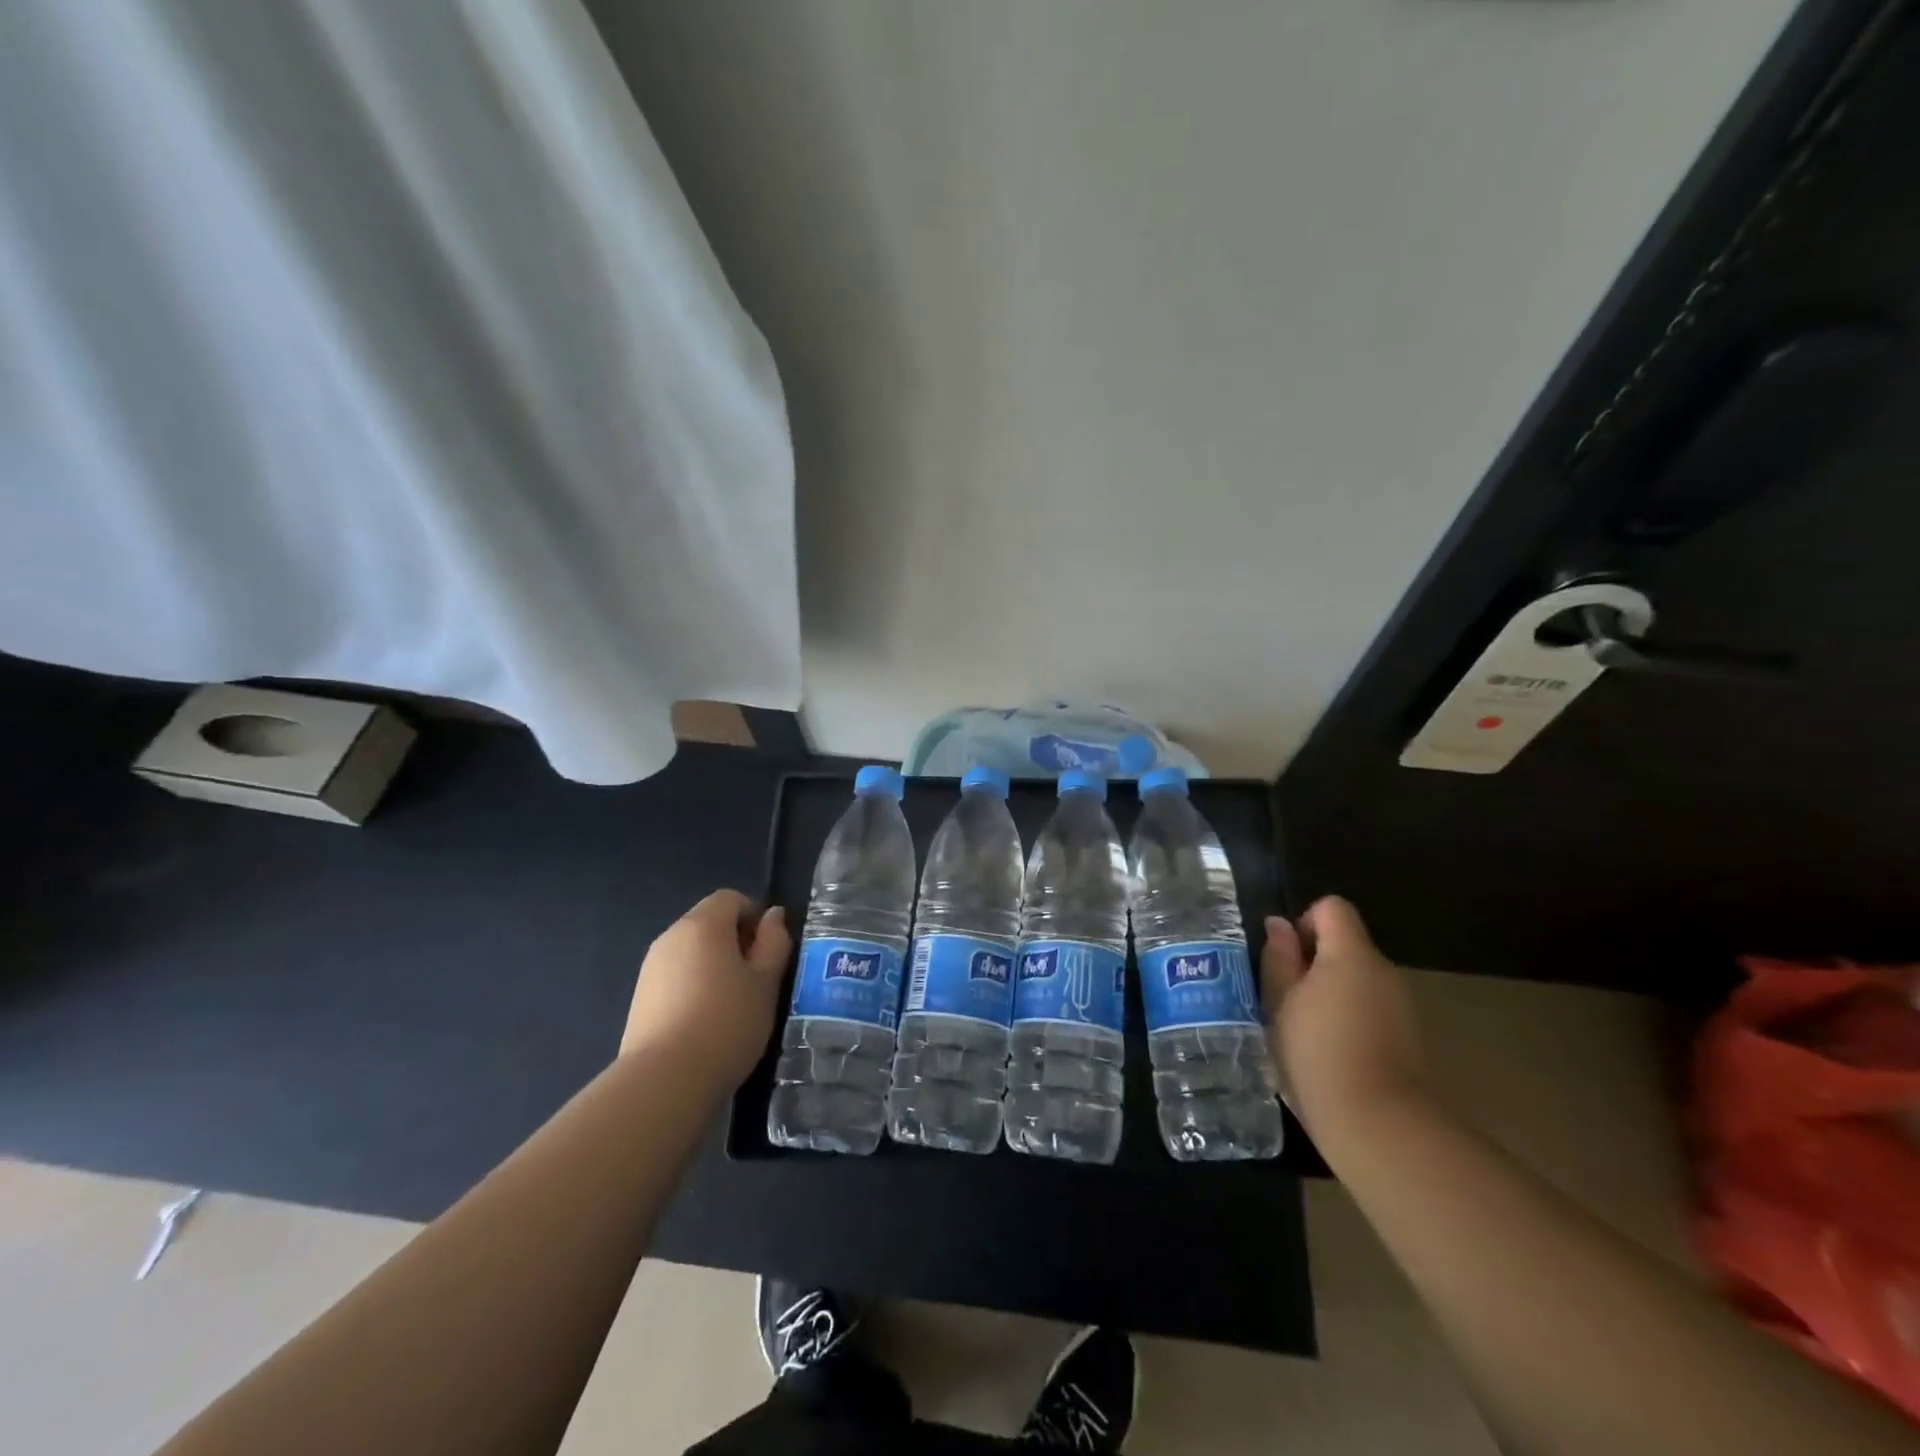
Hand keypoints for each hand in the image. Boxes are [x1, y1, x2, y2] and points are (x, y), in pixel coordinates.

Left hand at [623, 890, 792, 1088]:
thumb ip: (774, 942)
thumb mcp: (766, 982)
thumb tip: (773, 916)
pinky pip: (675, 976)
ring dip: (714, 965)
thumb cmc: (727, 1023)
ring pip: (691, 951)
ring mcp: (651, 968)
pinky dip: (694, 986)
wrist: (664, 1081)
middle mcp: (671, 936)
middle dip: (735, 941)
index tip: (769, 951)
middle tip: (756, 978)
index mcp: (703, 924)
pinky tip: (706, 1021)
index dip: (755, 917)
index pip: (731, 898)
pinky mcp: (640, 998)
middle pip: (709, 922)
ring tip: (733, 1003)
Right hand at [1261, 896, 1428, 1147]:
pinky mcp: (1410, 1037)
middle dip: (1314, 962)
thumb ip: (1279, 958)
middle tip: (1286, 999)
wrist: (1380, 1126)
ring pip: (1359, 979)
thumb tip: (1279, 925)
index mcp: (1351, 955)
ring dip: (1332, 991)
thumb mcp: (1280, 1002)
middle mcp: (1384, 971)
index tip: (1286, 960)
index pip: (1332, 907)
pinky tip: (1332, 1052)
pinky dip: (1351, 1017)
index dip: (1304, 924)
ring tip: (1305, 1029)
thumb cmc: (1317, 1054)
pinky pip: (1372, 1008)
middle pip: (1346, 944)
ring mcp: (1402, 1005)